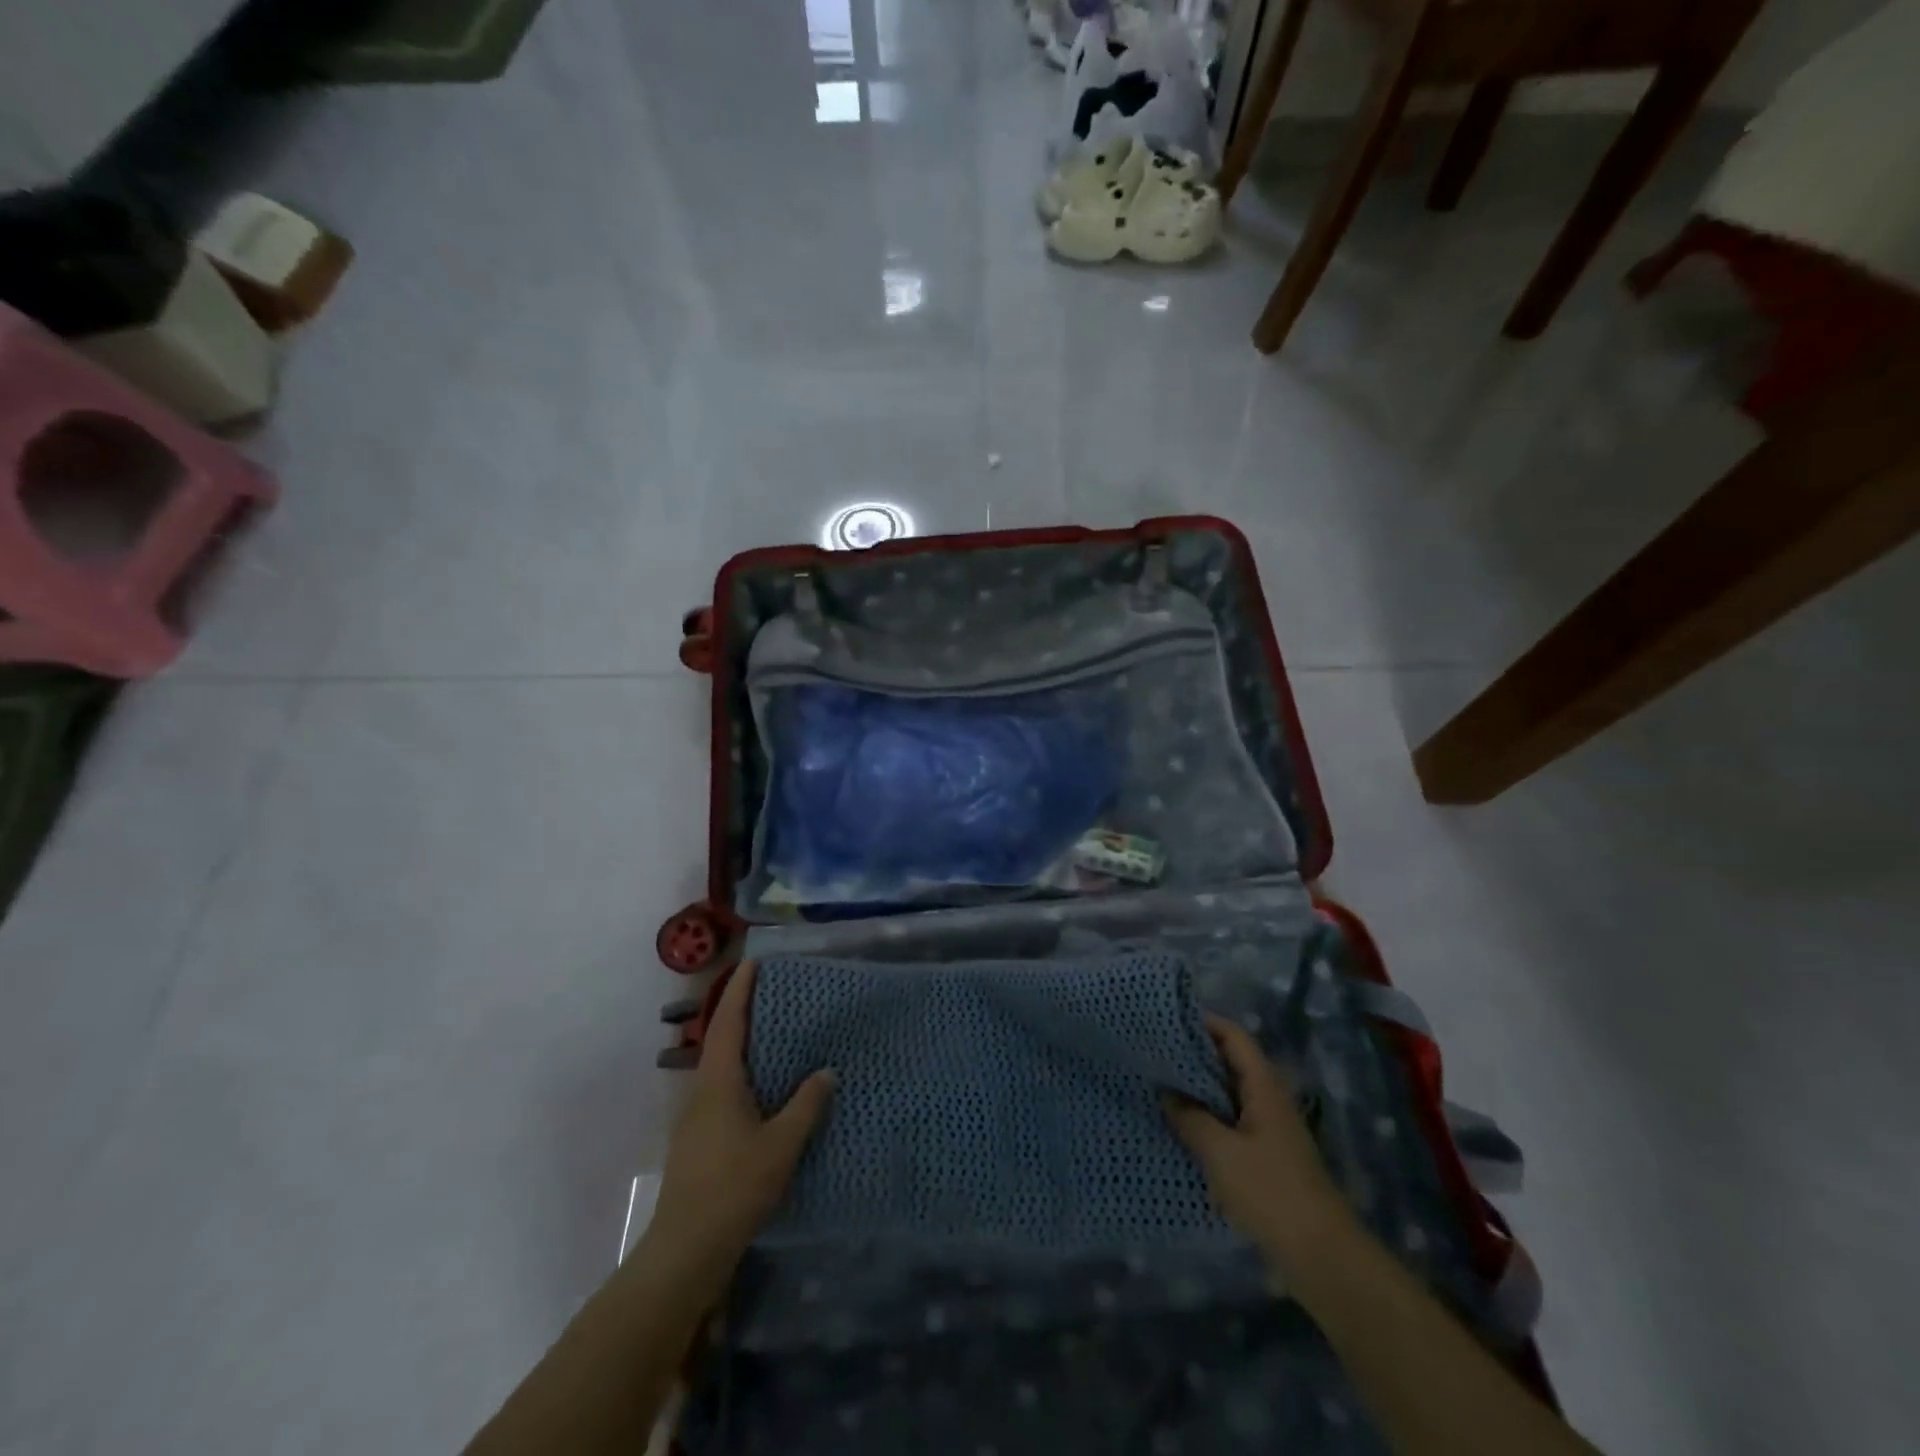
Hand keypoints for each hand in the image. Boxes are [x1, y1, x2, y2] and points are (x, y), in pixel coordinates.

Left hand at [644, 962, 836, 1289]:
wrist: (685, 1251)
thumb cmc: (733, 1187)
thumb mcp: (780, 1145)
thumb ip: (805, 1105)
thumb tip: (826, 1071)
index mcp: (718, 1082)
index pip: (726, 1022)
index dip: (739, 991)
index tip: (754, 963)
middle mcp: (701, 1091)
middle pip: (719, 1039)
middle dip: (741, 1011)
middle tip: (772, 992)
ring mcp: (695, 1118)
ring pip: (719, 1066)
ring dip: (741, 1042)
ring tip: (773, 1033)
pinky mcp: (698, 1140)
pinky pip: (721, 1089)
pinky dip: (742, 1072)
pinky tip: (763, 1087)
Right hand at [1165, 1016, 1352, 1266]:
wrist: (1321, 1256)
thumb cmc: (1271, 1192)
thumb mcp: (1221, 1152)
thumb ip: (1190, 1118)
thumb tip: (1166, 1093)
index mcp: (1263, 1086)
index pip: (1233, 1036)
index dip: (1203, 1023)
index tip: (1165, 1022)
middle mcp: (1267, 1099)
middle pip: (1229, 1062)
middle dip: (1193, 1056)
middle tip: (1152, 1053)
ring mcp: (1268, 1130)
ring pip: (1228, 1095)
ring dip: (1197, 1090)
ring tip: (1158, 1086)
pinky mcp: (1264, 1157)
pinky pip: (1230, 1123)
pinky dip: (1206, 1119)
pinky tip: (1179, 1129)